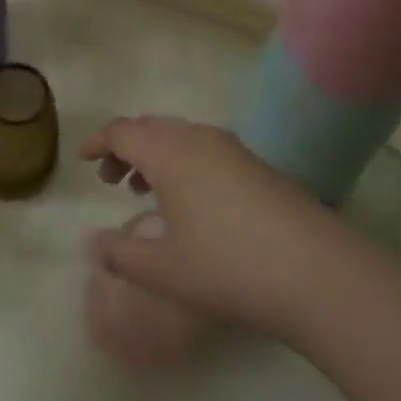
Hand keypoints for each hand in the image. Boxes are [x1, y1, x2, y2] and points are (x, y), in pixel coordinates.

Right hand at [80, 116, 348, 339]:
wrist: (317, 272)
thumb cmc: (228, 267)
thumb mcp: (163, 270)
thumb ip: (120, 255)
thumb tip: (92, 244)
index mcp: (169, 152)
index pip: (122, 131)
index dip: (98, 142)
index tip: (83, 159)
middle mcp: (199, 138)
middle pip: (151, 128)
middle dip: (126, 148)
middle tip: (111, 179)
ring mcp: (233, 149)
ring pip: (181, 137)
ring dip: (156, 156)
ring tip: (144, 189)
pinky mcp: (258, 166)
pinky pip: (206, 150)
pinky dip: (184, 164)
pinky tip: (191, 203)